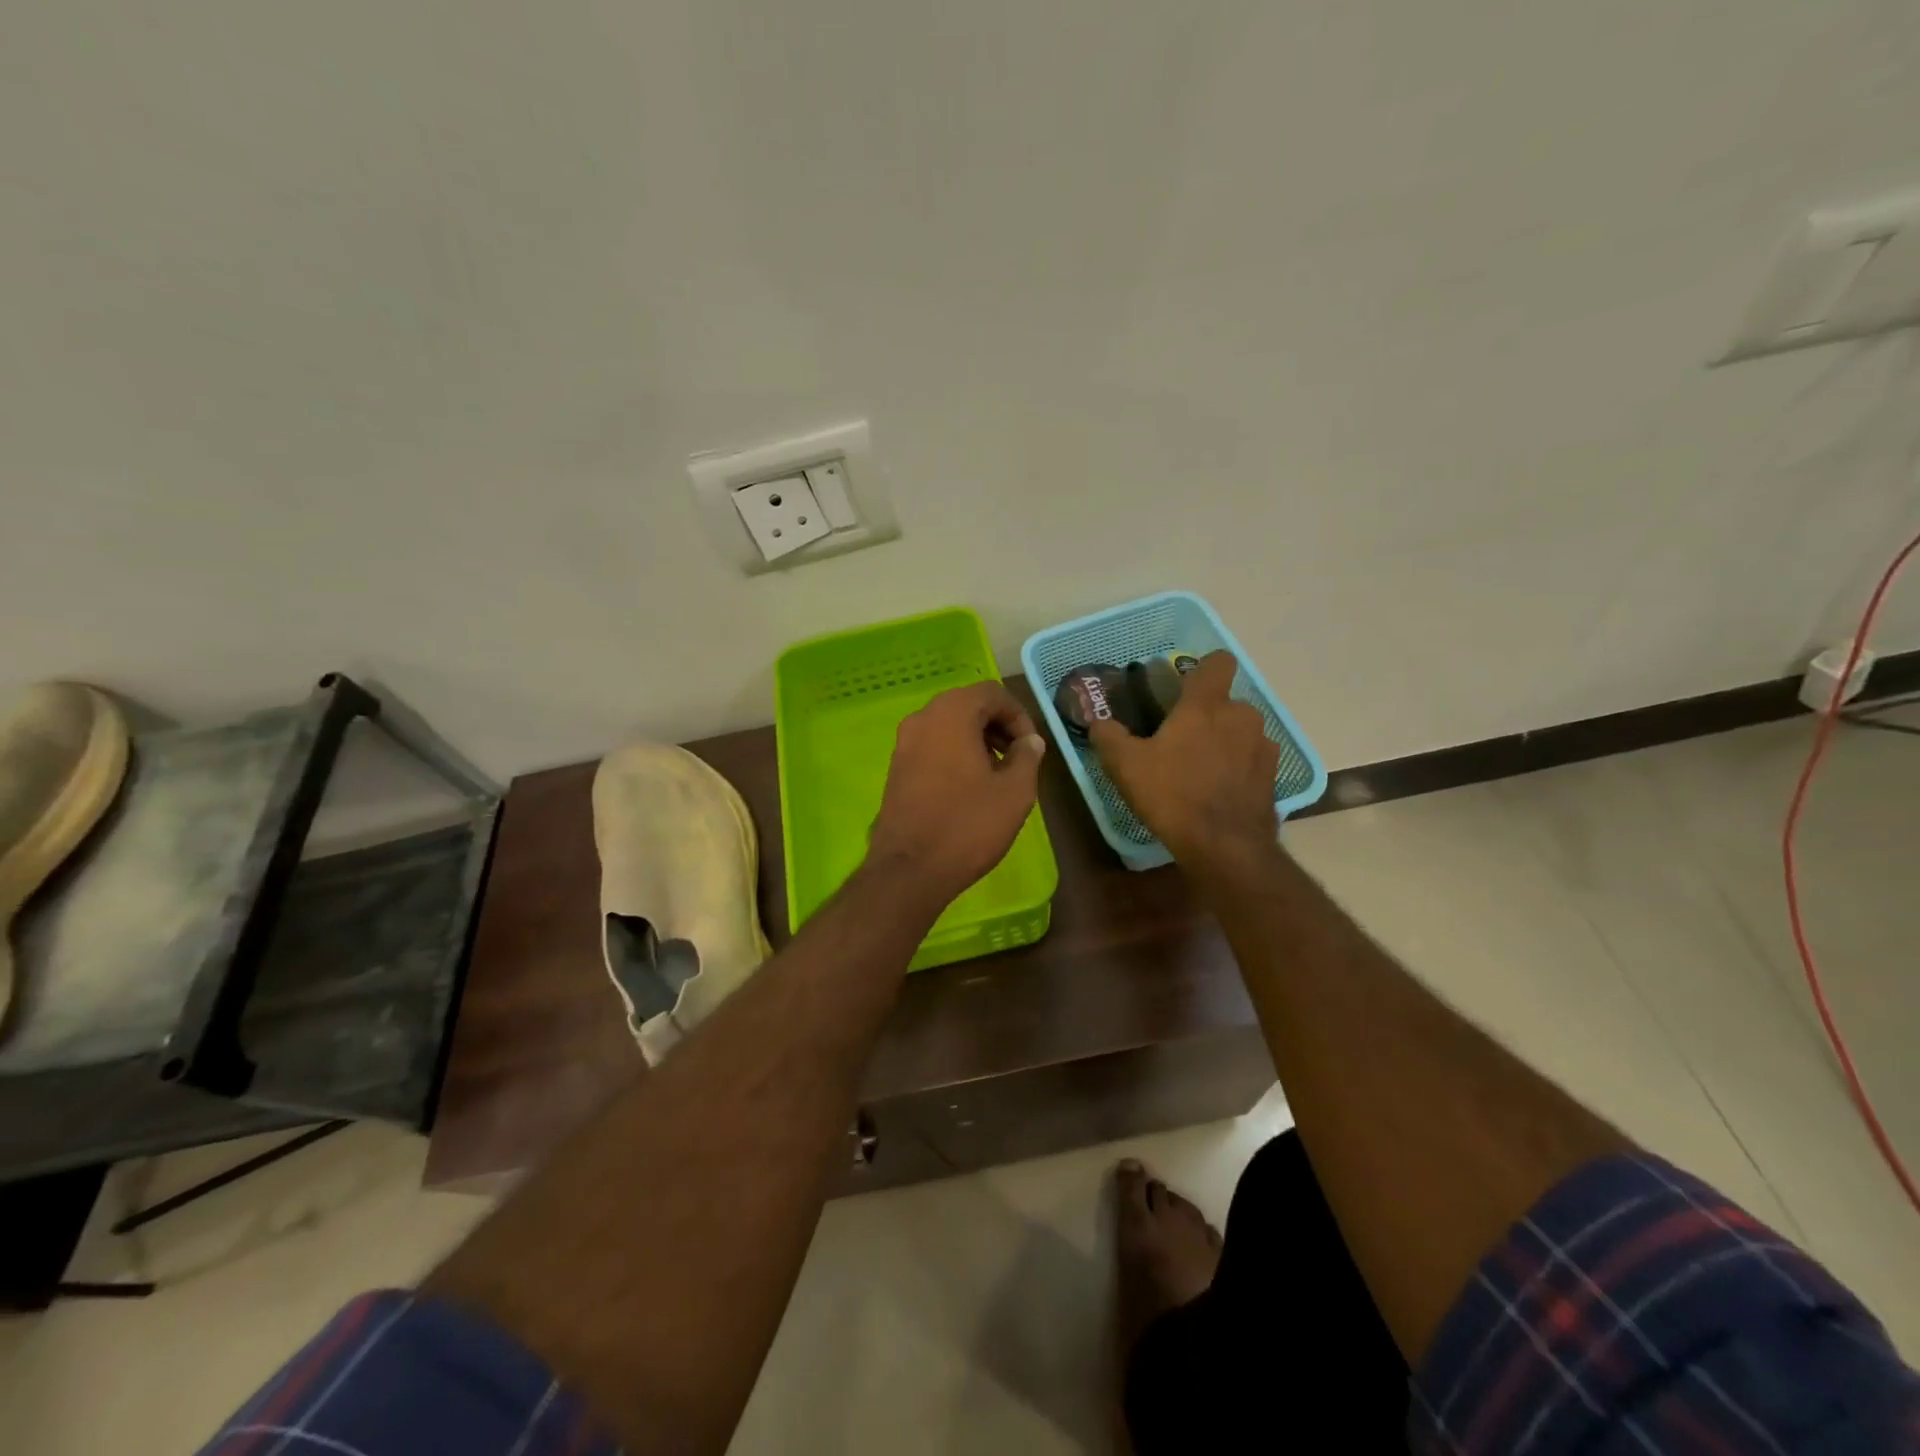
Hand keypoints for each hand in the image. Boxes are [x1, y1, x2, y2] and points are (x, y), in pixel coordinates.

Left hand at [867, 680, 1046, 907]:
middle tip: (1019, 758)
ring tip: (998, 775)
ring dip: (977, 740)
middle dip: (998, 726)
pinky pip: (933, 745)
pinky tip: (970, 787)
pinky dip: (955, 753)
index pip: (993, 693)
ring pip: (949, 726)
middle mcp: (923, 718)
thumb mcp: (1014, 792)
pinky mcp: (896, 767)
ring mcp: (904, 743)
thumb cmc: (968, 825)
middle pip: (969, 705)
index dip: (1019, 716)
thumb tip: (1030, 741)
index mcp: (951, 713)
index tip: (1032, 748)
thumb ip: (1027, 757)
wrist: (909, 869)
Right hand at [1088, 651, 1278, 864]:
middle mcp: (1242, 716)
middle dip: (1206, 716)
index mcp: (1206, 705)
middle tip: (1179, 741)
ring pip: (1240, 732)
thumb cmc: (1172, 795)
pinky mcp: (1274, 776)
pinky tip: (1218, 792)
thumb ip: (1109, 737)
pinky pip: (1252, 760)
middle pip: (1225, 702)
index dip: (1203, 668)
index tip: (1184, 687)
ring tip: (1199, 770)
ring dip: (1224, 742)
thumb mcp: (1126, 766)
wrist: (1225, 847)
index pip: (1217, 662)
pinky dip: (1237, 768)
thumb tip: (1099, 722)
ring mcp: (1263, 746)